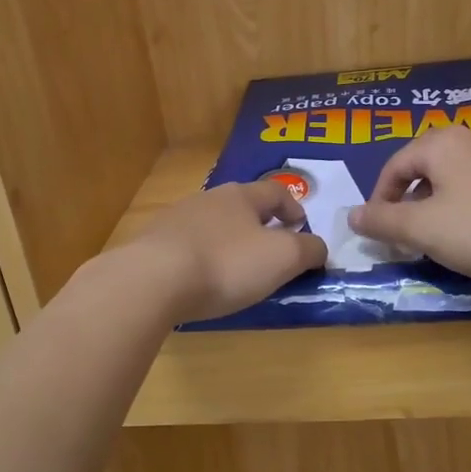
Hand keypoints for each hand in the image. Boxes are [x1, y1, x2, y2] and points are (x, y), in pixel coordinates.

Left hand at [125, 180, 327, 323]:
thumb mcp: (282, 258)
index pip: (276, 191)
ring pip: (212, 224)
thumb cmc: (226, 264)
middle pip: (241, 205)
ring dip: (228, 240)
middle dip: (259, 224)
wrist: (153, 280)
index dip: (293, 208)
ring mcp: (176, 219)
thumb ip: (308, 250)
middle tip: (270, 250)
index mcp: (241, 196)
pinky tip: (200, 280)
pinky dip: (201, 257)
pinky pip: (186, 245)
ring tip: (235, 268)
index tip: (301, 228)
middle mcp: (207, 199)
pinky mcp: (153, 243)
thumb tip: (318, 247)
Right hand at [349, 127, 470, 283]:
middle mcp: (470, 140)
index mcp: (441, 144)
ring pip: (451, 180)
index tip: (377, 233)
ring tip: (436, 239)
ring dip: (434, 208)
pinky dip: (463, 209)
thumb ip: (383, 222)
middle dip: (407, 204)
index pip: (394, 167)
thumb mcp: (423, 230)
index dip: (379, 201)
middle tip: (403, 237)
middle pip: (422, 169)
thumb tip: (352, 216)